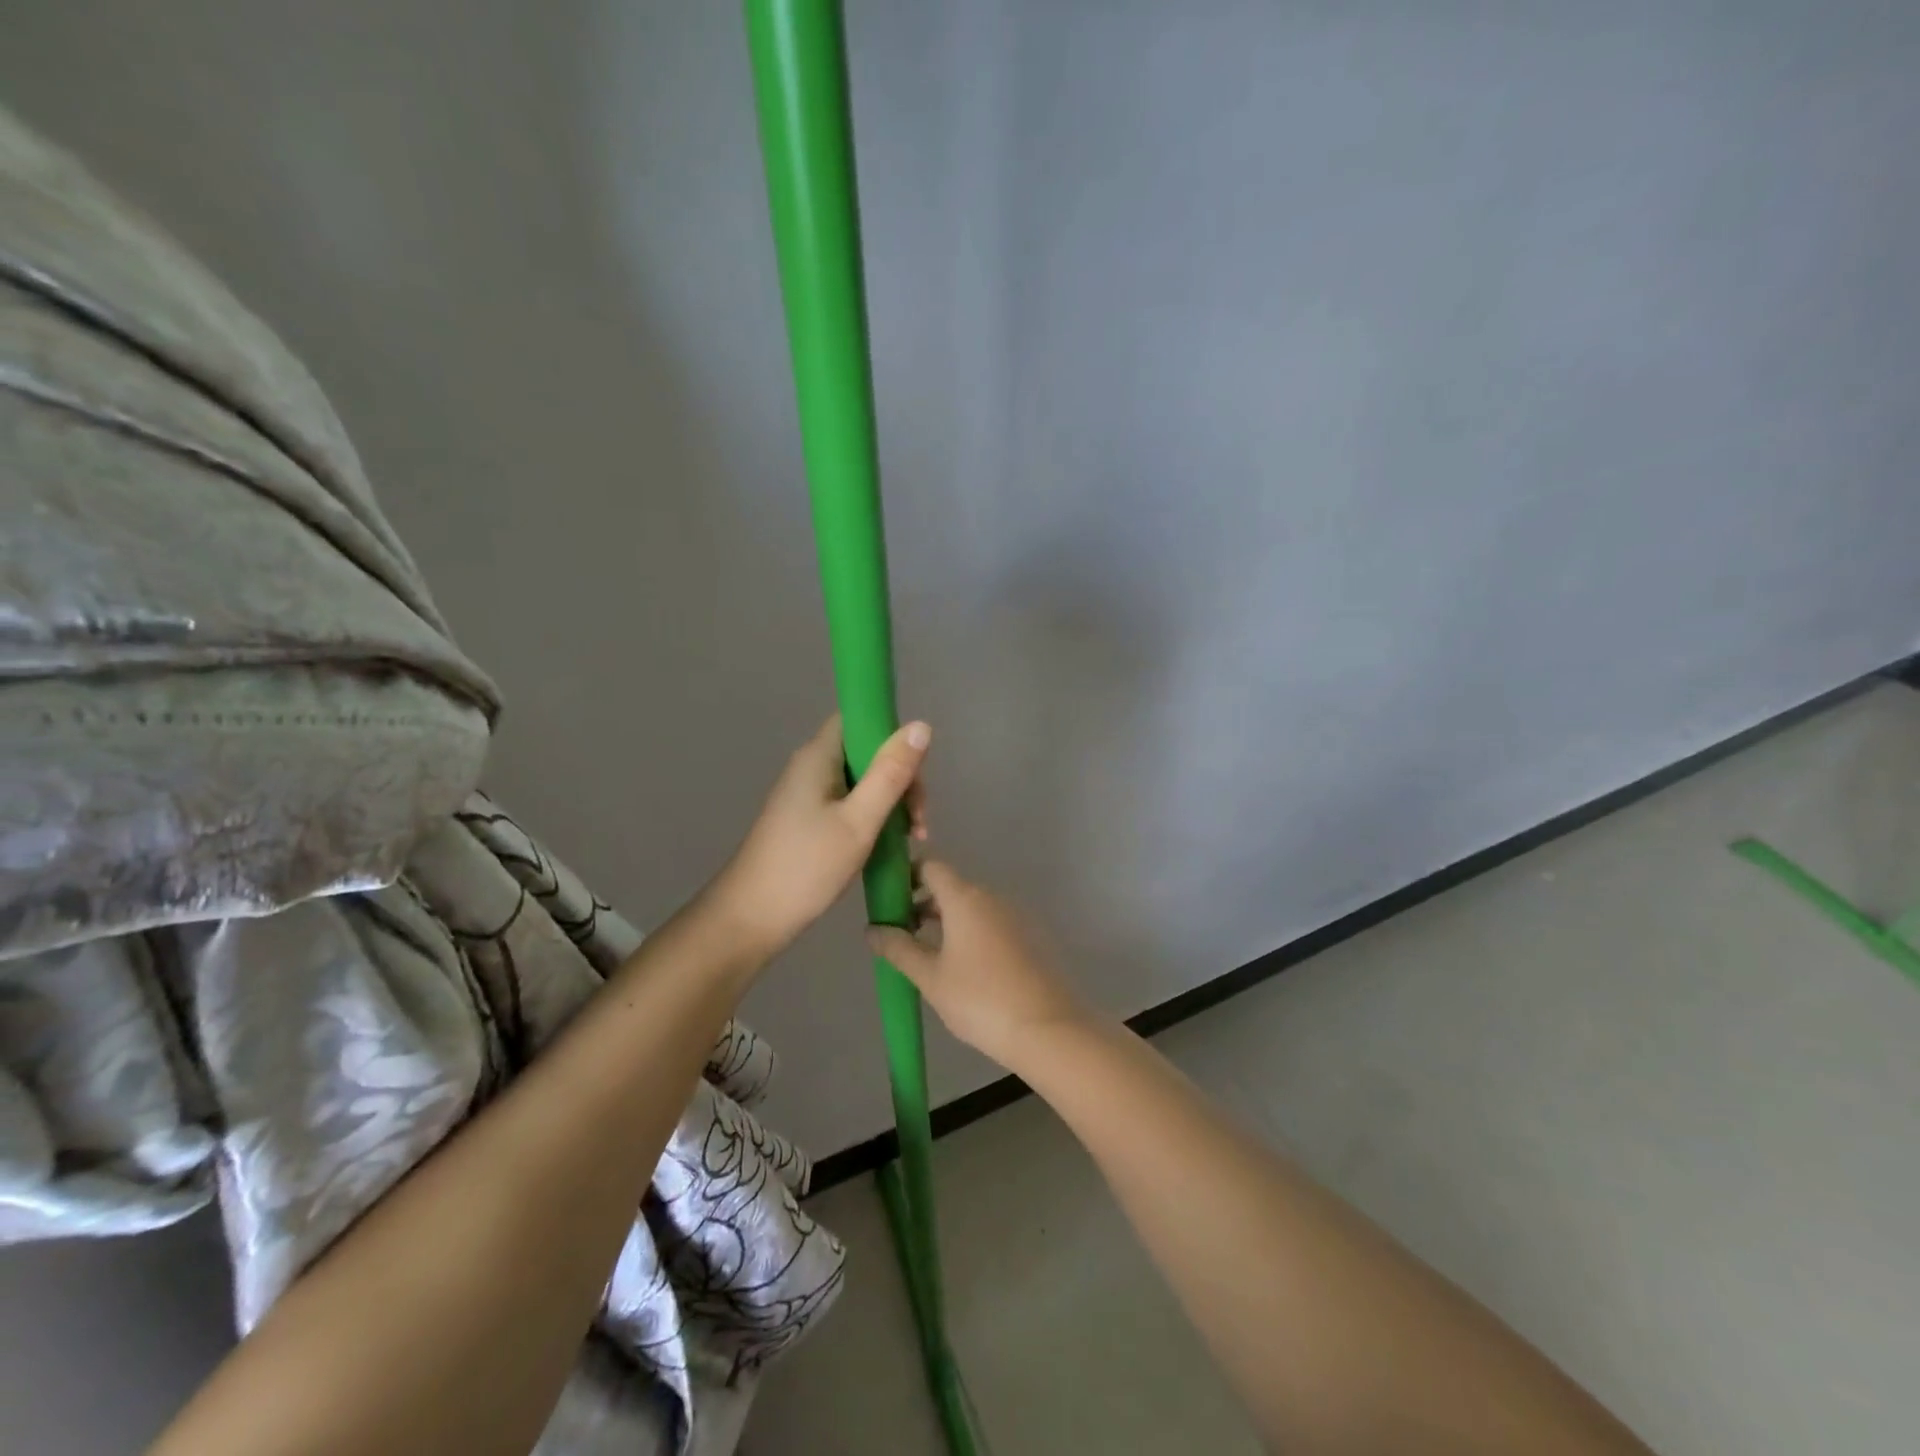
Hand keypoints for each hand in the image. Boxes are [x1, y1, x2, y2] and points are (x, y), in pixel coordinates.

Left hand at [709, 714, 930, 958]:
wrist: (751, 918)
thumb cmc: (806, 866)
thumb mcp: (859, 820)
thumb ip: (891, 774)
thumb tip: (921, 725)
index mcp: (818, 756)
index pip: (859, 719)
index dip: (892, 734)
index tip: (916, 769)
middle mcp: (811, 767)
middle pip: (867, 753)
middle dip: (900, 779)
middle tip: (918, 821)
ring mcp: (808, 795)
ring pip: (863, 782)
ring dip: (892, 803)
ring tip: (913, 839)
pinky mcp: (808, 820)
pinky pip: (851, 804)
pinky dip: (874, 818)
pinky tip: (891, 844)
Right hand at [867, 862, 1091, 1071]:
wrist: (1047, 1029)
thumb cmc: (980, 999)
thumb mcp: (930, 977)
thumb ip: (899, 948)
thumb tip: (871, 929)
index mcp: (965, 897)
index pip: (931, 866)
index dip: (907, 875)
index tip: (888, 899)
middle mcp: (991, 897)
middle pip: (951, 886)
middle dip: (923, 902)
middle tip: (899, 931)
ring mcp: (1014, 917)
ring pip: (971, 906)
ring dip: (946, 920)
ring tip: (925, 952)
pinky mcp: (1029, 938)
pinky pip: (990, 923)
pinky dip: (969, 933)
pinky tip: (960, 967)